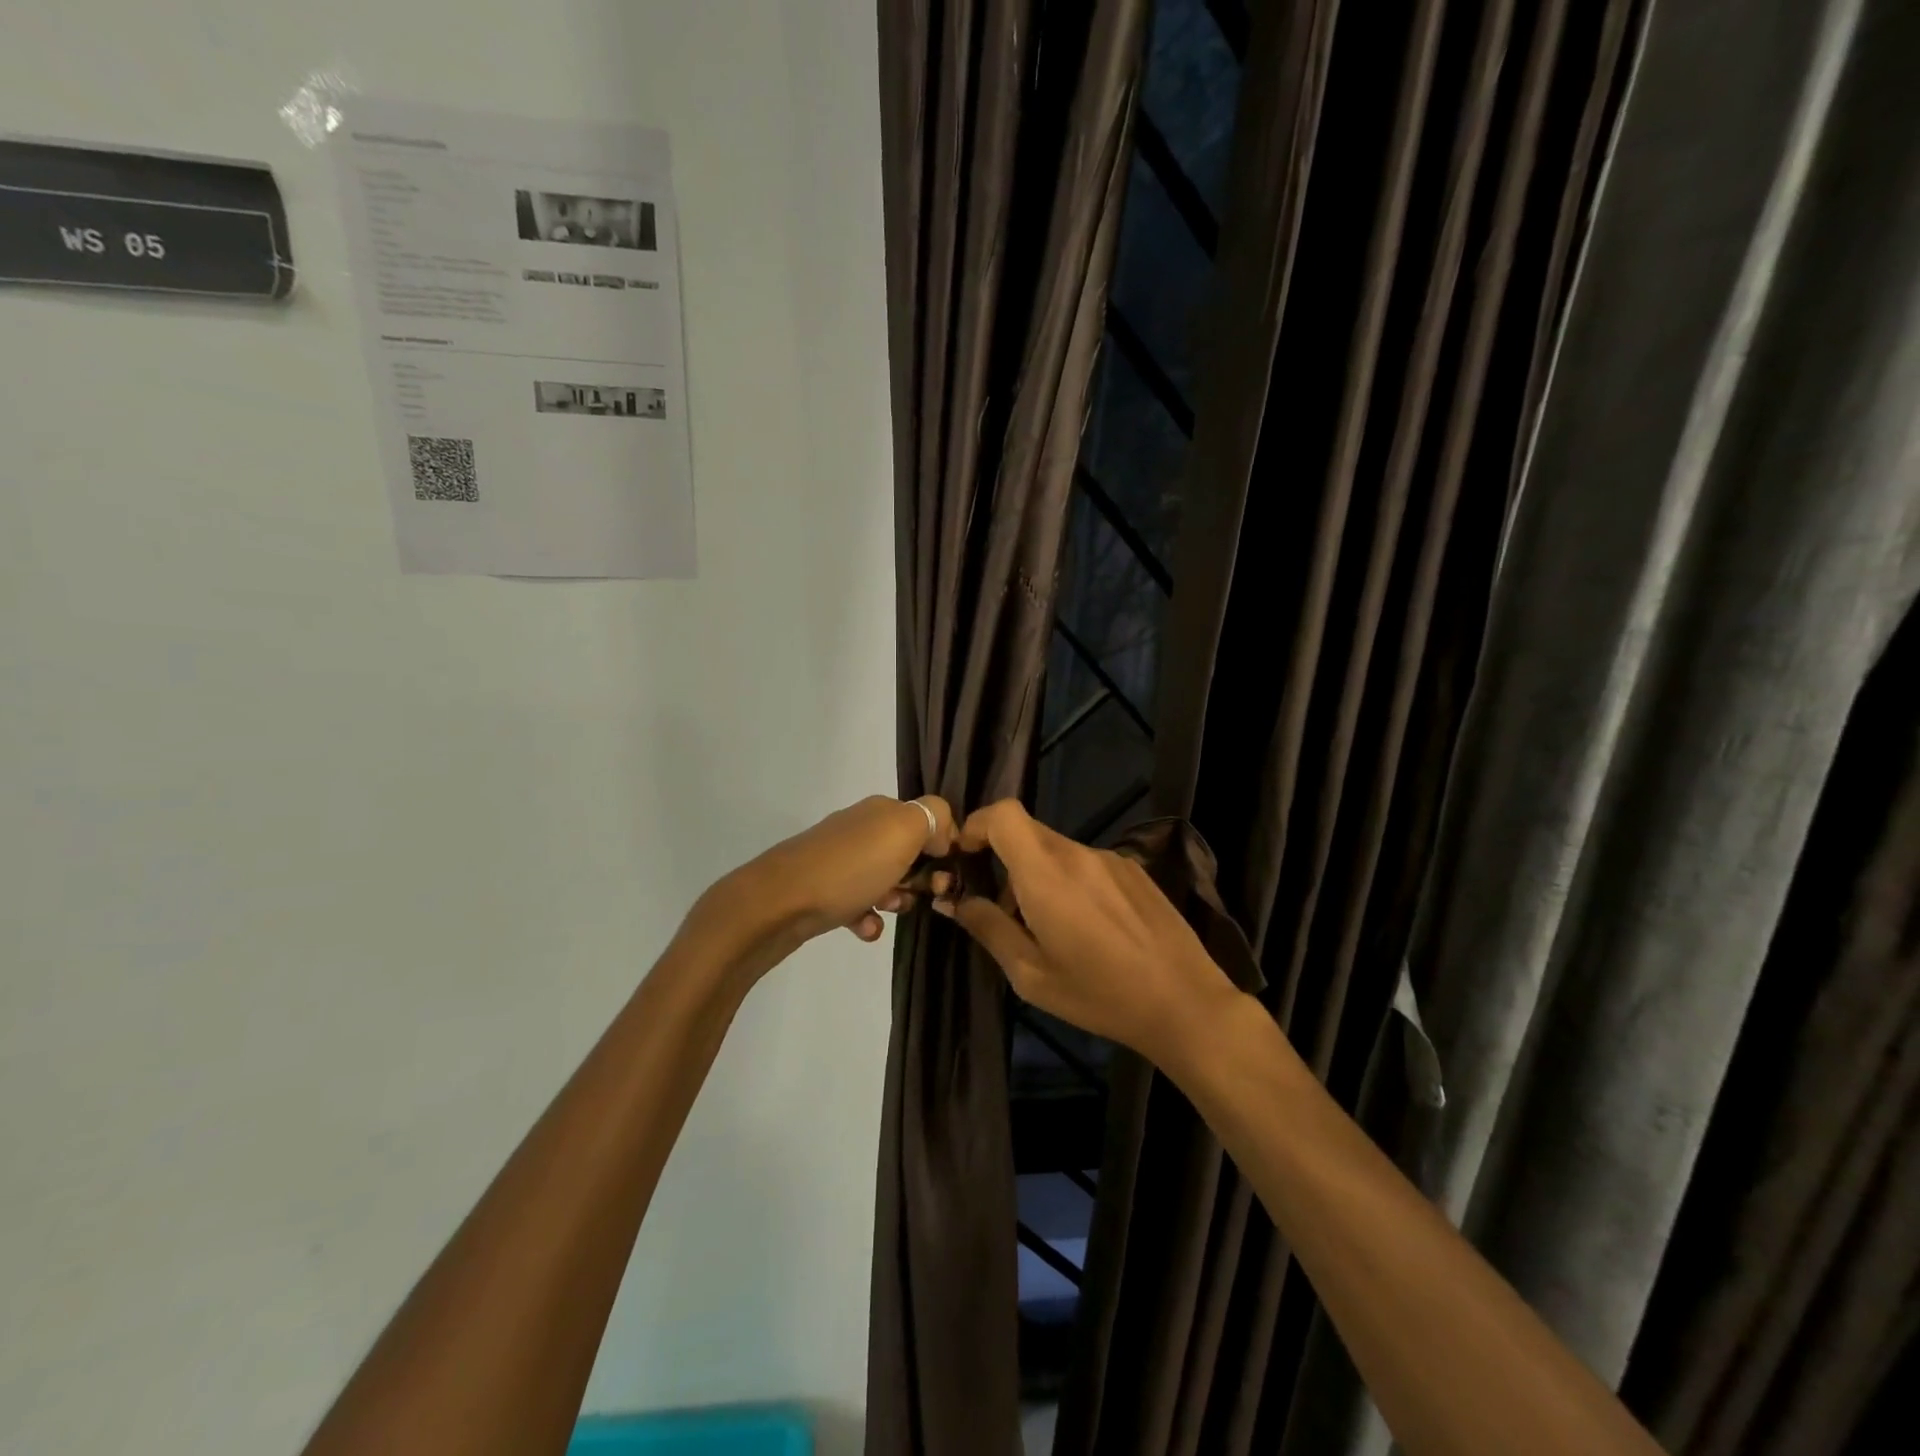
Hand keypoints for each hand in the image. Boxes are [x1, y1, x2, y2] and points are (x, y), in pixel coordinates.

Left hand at [704, 794, 955, 951]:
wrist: (776, 904)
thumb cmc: (849, 868)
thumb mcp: (902, 831)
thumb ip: (933, 817)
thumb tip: (941, 830)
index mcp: (881, 809)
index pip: (926, 818)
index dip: (943, 844)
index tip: (947, 871)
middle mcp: (860, 828)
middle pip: (907, 851)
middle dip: (921, 876)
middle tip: (924, 895)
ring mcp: (838, 860)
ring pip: (884, 879)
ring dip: (896, 898)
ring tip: (890, 911)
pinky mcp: (821, 890)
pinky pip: (857, 903)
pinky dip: (866, 917)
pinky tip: (865, 929)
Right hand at [935, 799, 1238, 1069]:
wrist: (1186, 1003)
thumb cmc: (1100, 995)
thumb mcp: (1031, 975)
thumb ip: (988, 928)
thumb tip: (954, 901)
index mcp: (1047, 874)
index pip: (1003, 814)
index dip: (976, 825)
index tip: (965, 857)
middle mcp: (1078, 854)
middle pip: (1026, 831)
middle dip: (1002, 858)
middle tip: (1001, 907)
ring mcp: (1110, 859)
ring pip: (1055, 850)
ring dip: (1037, 874)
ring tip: (1047, 927)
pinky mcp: (1134, 870)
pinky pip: (1085, 862)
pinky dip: (1069, 881)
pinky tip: (1087, 927)